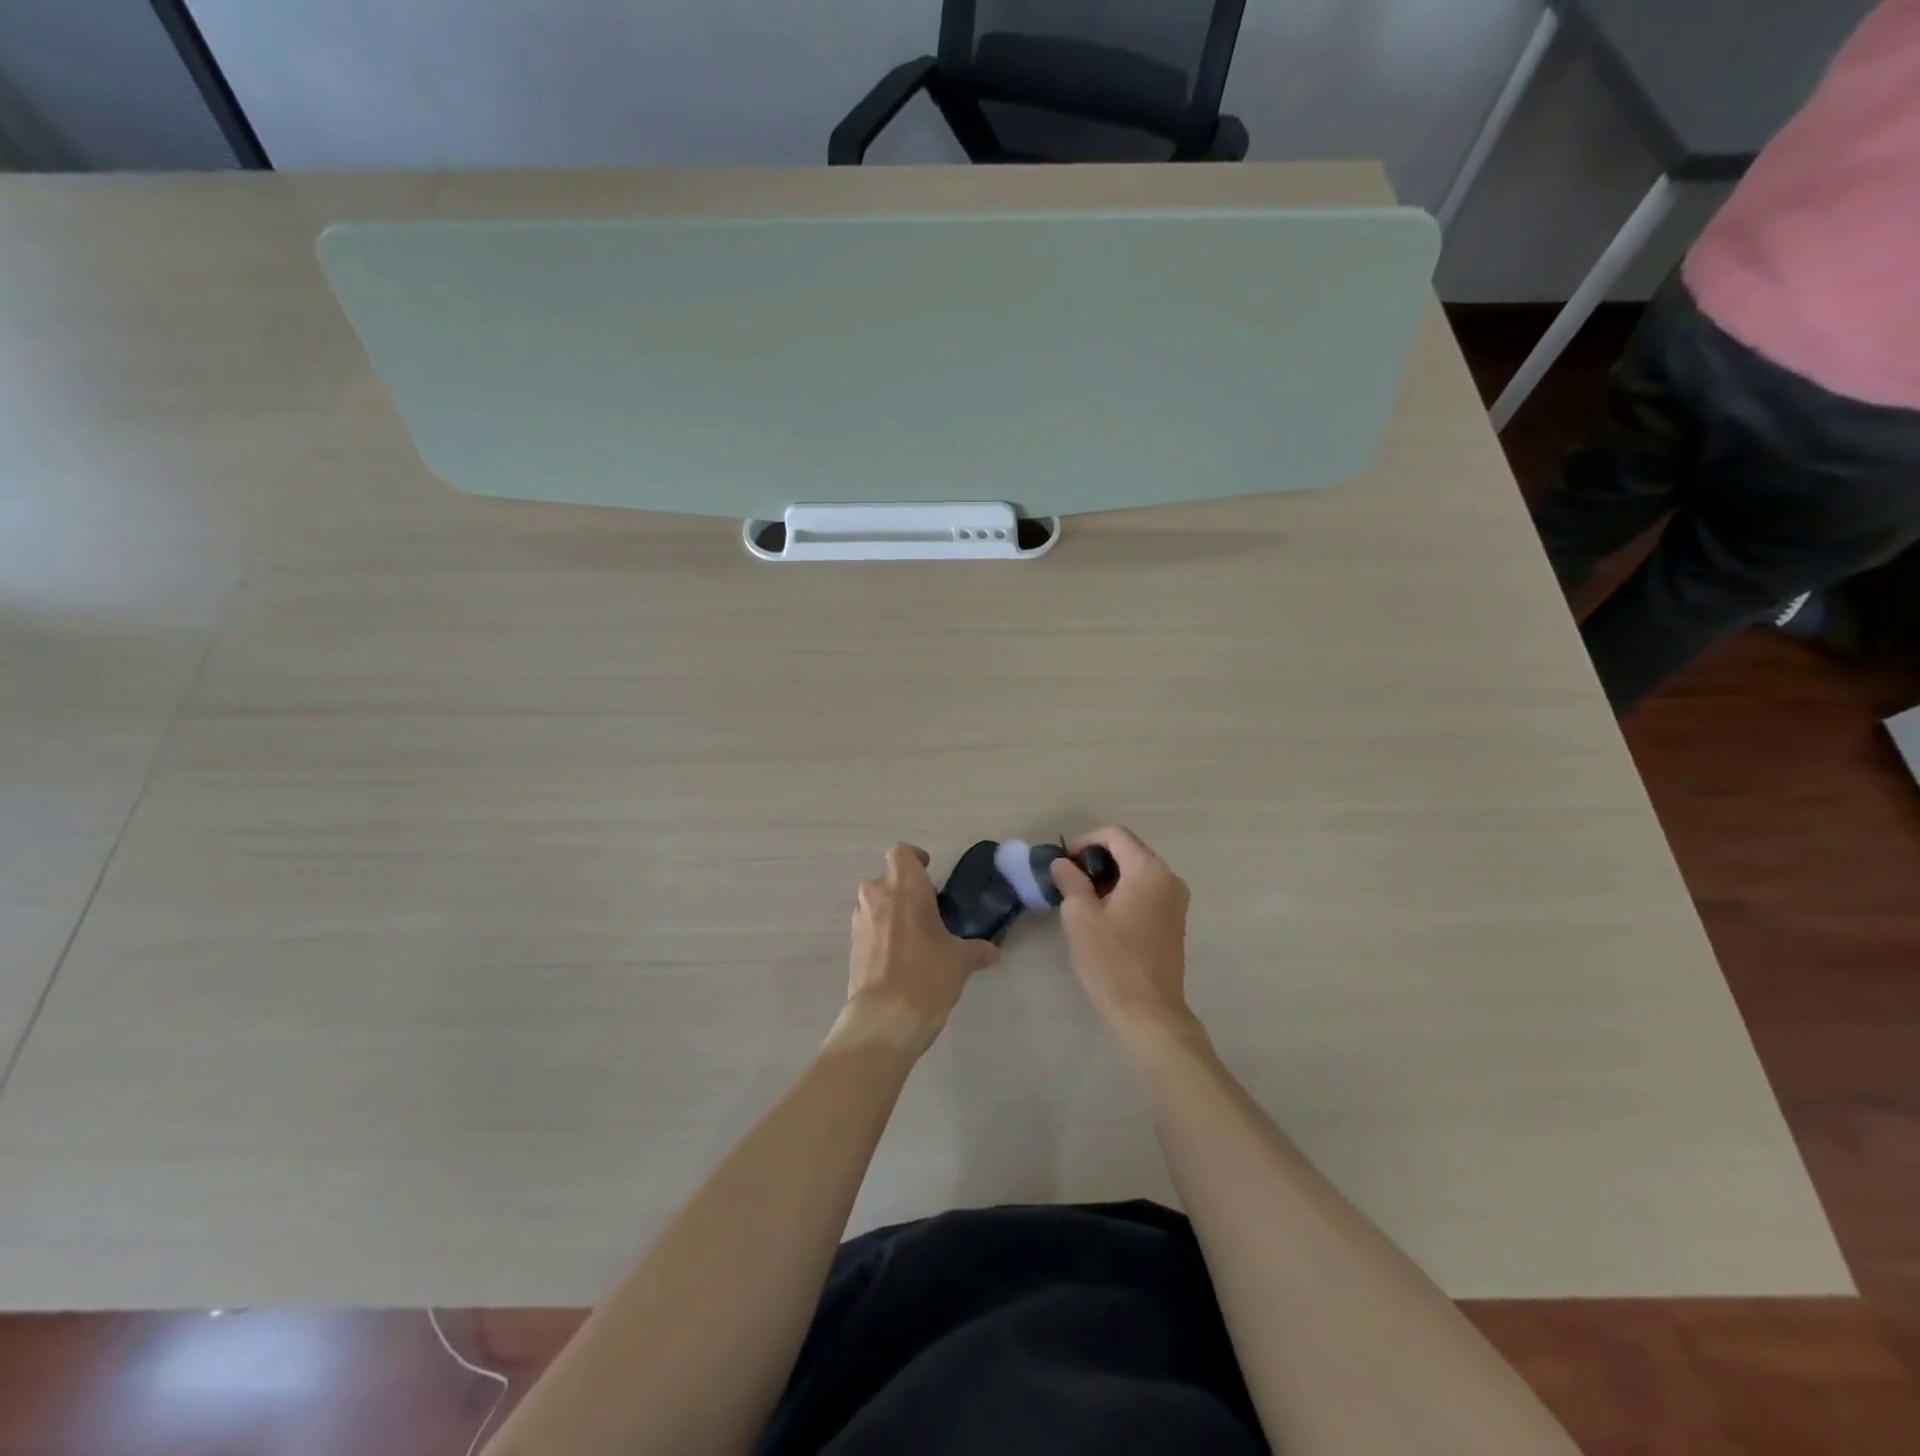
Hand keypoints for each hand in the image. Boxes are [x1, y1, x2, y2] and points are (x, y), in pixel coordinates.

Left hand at [839, 843, 1000, 1055]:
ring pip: (876, 903)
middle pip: (888, 879)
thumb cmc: (927, 975)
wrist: (885, 1018)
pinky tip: (902, 958)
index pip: (901, 852)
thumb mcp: (960, 961)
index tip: (929, 874)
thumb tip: (993, 953)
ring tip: (916, 937)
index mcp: (904, 886)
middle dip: (906, 890)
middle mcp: (876, 895)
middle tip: (929, 911)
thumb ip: (977, 950)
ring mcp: (860, 921)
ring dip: (892, 912)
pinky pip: (870, 928)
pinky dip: (883, 934)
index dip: (915, 859)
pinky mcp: (852, 946)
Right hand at [1051, 827, 1196, 1046]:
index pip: (1115, 835)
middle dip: (1097, 861)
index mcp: (1149, 870)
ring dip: (1110, 878)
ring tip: (1084, 902)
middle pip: (1129, 851)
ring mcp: (1176, 901)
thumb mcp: (1080, 916)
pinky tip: (1105, 918)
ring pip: (1138, 872)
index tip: (1065, 865)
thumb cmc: (1111, 961)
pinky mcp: (1175, 921)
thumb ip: (1070, 881)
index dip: (1085, 842)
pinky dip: (1125, 893)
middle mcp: (1169, 878)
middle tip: (1069, 883)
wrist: (1148, 1013)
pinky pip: (1147, 892)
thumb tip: (1063, 864)